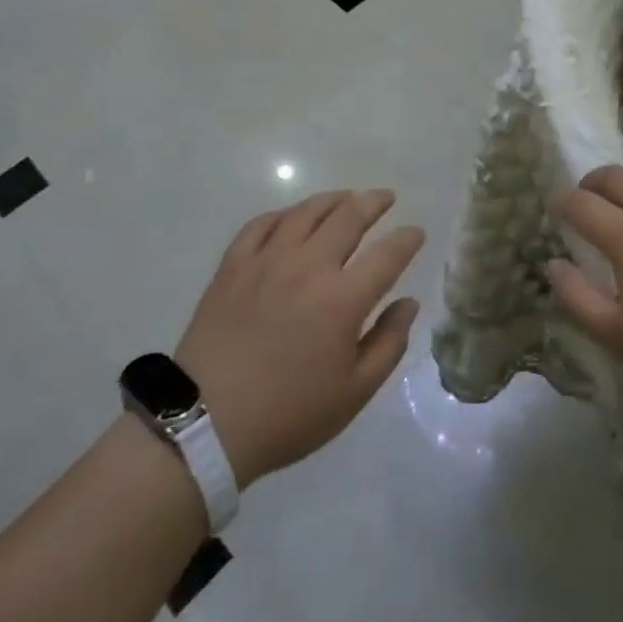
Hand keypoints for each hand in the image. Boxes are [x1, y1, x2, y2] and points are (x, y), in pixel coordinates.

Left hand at [176, 190, 422, 488]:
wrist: (205, 424)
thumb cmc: (288, 413)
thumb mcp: (354, 392)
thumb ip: (389, 343)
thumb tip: (408, 303)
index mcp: (343, 300)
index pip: (388, 254)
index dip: (407, 239)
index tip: (417, 233)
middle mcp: (308, 267)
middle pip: (348, 217)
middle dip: (374, 202)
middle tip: (386, 197)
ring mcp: (267, 261)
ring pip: (306, 212)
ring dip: (333, 199)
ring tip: (346, 197)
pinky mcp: (233, 265)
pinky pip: (262, 224)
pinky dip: (284, 214)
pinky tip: (292, 217)